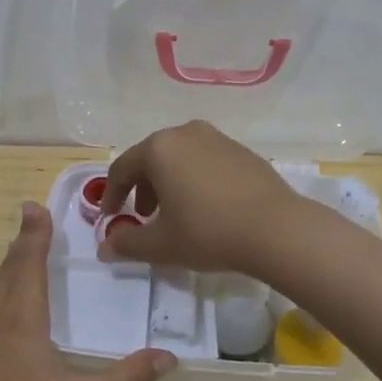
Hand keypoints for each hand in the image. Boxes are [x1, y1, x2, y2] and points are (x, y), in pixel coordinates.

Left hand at [0, 202, 176, 380]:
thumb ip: (126, 378)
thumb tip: (169, 358)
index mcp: (22, 318)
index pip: (28, 264)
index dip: (34, 235)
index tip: (35, 207)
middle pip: (7, 269)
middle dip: (22, 243)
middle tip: (32, 221)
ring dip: (6, 265)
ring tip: (18, 254)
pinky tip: (2, 307)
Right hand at [99, 120, 304, 273]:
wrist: (277, 230)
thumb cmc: (208, 232)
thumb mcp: (161, 245)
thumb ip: (127, 243)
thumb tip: (105, 247)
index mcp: (159, 148)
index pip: (122, 169)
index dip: (111, 195)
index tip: (111, 217)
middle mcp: (186, 133)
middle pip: (151, 159)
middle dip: (142, 188)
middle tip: (144, 216)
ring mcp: (218, 138)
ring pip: (180, 158)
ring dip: (169, 184)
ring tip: (176, 214)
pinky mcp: (243, 151)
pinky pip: (206, 162)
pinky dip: (195, 180)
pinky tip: (207, 208)